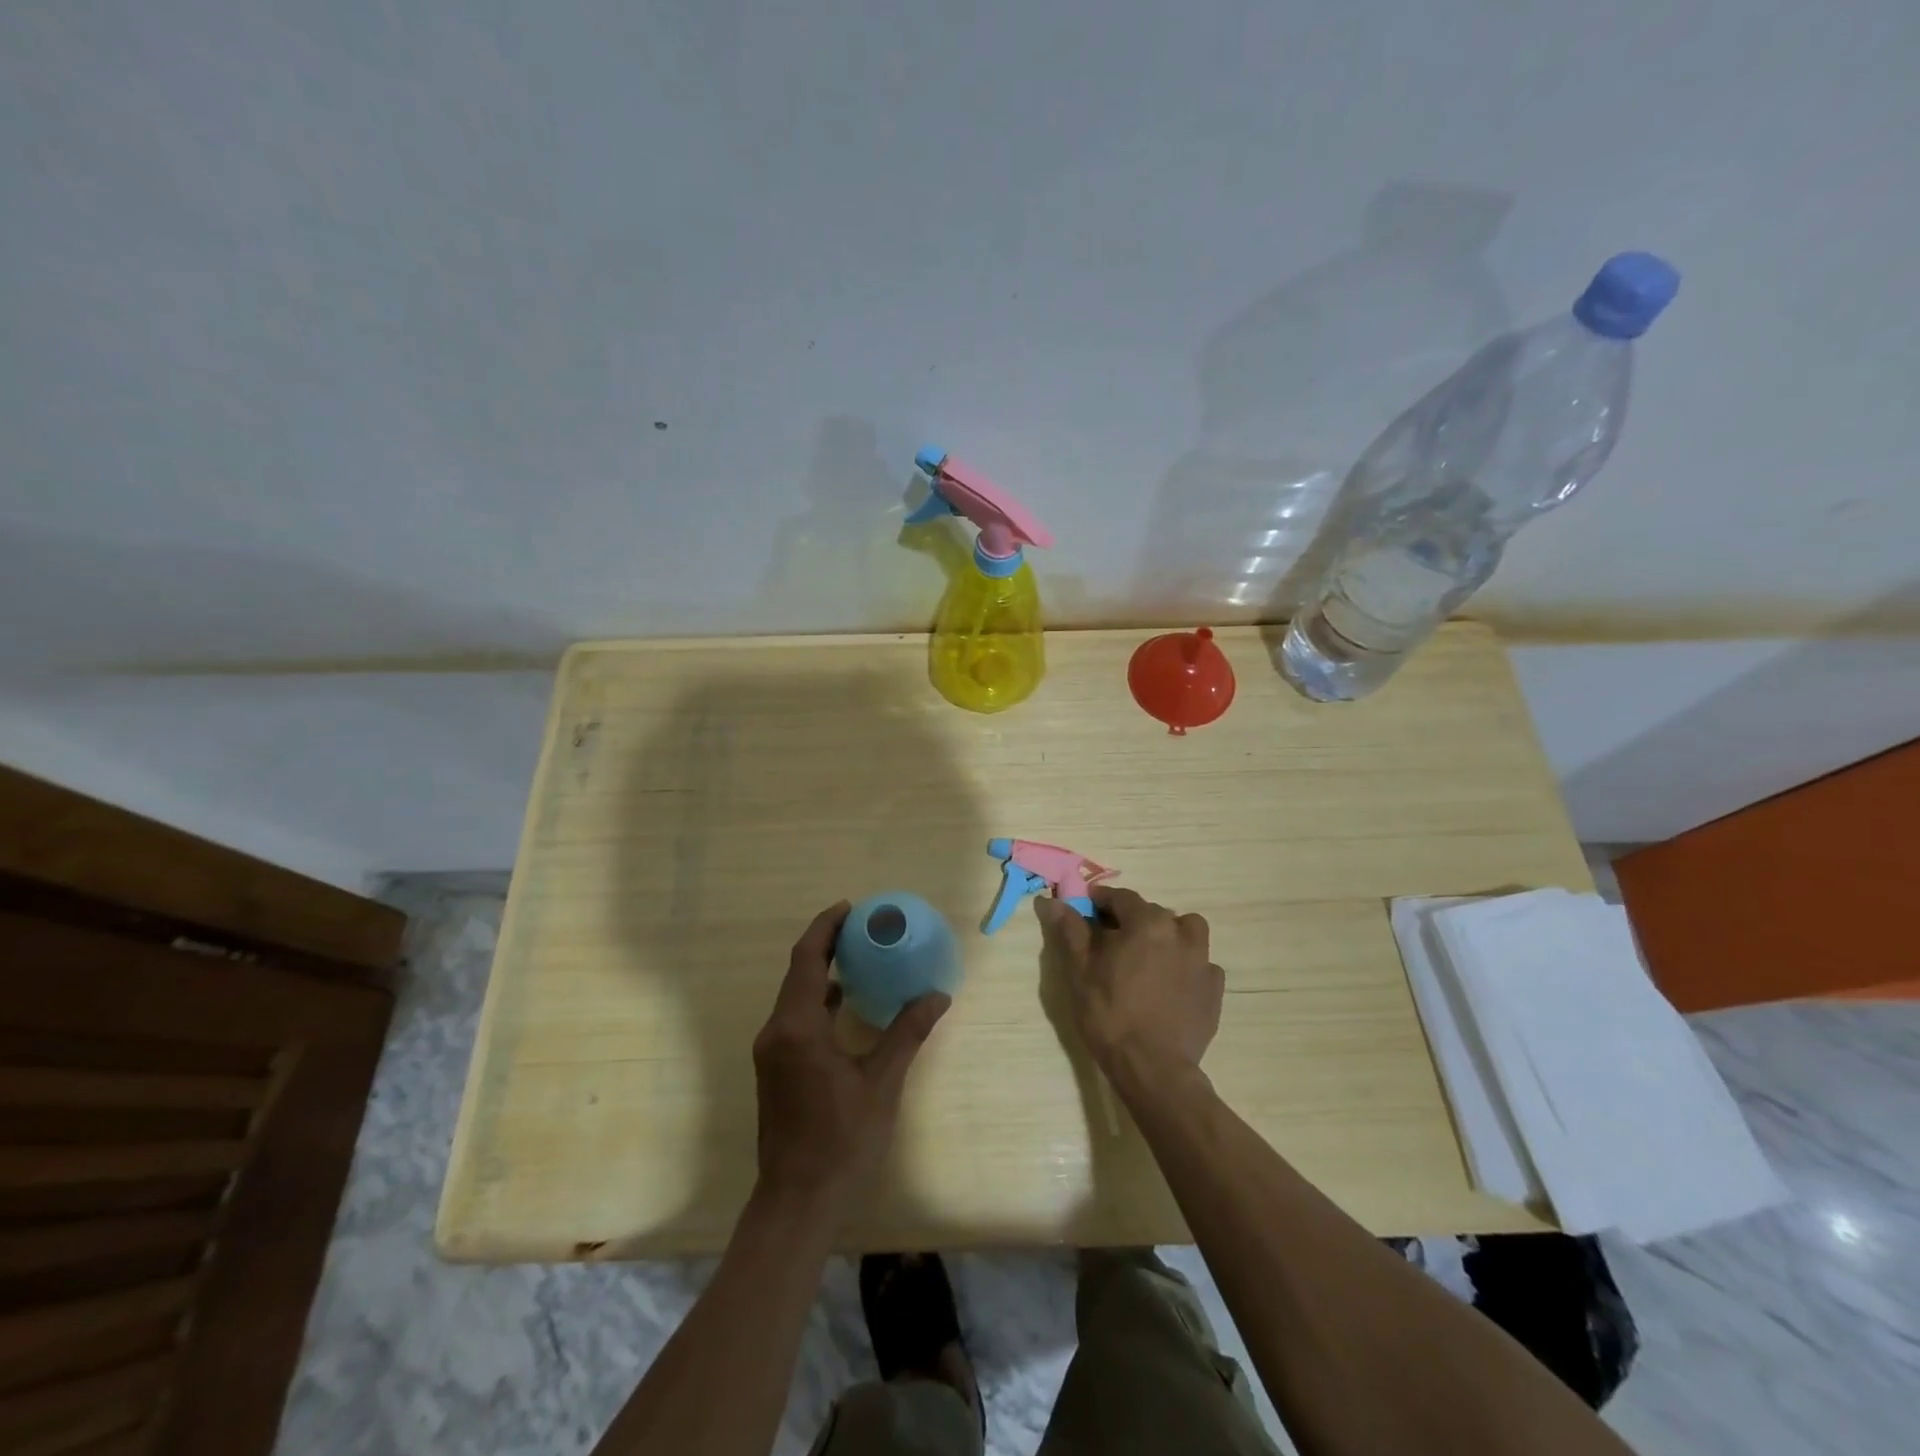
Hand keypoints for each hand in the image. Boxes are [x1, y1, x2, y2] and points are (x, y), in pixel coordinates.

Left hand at [752, 902, 950, 1207]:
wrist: (796, 1201)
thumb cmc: (842, 1140)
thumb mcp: (882, 1083)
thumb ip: (907, 1032)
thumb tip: (937, 995)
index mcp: (798, 1027)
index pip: (807, 959)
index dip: (826, 927)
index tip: (851, 907)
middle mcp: (776, 1031)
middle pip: (798, 972)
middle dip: (826, 944)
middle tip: (862, 927)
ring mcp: (771, 1052)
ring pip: (794, 995)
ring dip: (821, 971)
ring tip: (858, 956)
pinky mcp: (774, 1068)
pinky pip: (795, 1017)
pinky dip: (818, 1000)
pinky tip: (845, 1004)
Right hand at [1035, 887, 1223, 1093]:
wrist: (1153, 1068)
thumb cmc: (1109, 1014)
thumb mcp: (1079, 971)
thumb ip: (1070, 930)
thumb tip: (1053, 901)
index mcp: (1146, 922)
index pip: (1121, 897)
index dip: (1101, 900)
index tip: (1087, 908)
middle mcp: (1179, 932)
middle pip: (1153, 913)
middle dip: (1131, 920)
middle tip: (1111, 941)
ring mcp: (1202, 960)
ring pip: (1186, 932)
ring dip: (1168, 935)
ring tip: (1149, 957)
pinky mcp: (1214, 989)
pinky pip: (1200, 963)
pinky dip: (1186, 965)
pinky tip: (1171, 984)